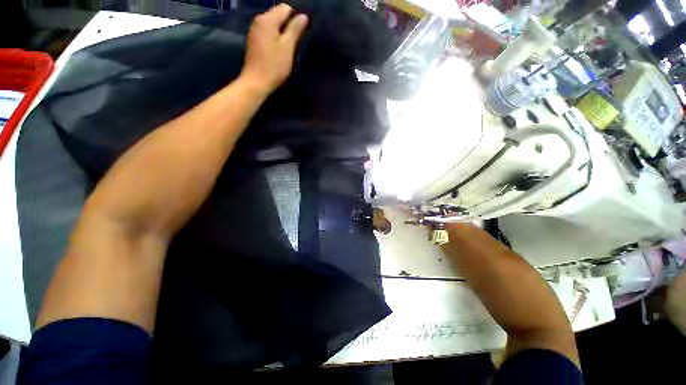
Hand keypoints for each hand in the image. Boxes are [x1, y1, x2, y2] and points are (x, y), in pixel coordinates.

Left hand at [240, 4, 307, 94]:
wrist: (256, 82)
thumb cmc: (274, 66)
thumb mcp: (287, 47)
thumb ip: (295, 30)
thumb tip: (303, 16)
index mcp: (267, 19)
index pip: (285, 8)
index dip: (296, 18)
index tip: (301, 33)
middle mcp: (259, 20)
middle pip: (278, 15)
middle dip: (289, 25)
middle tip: (297, 41)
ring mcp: (255, 30)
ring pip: (273, 24)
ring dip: (283, 32)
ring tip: (289, 47)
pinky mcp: (254, 40)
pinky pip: (268, 32)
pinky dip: (276, 38)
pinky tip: (280, 50)